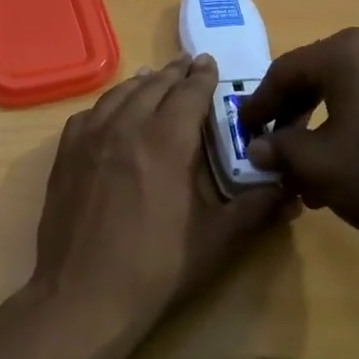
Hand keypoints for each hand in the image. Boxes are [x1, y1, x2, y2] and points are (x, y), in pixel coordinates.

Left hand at [32, 55, 291, 330]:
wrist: (83, 294)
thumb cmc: (156, 268)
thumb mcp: (216, 240)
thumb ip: (255, 209)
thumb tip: (293, 191)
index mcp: (167, 141)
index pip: (189, 93)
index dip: (202, 76)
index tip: (210, 63)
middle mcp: (126, 127)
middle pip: (154, 87)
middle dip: (174, 74)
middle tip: (188, 65)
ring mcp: (90, 139)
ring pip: (119, 96)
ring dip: (141, 84)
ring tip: (153, 78)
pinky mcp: (65, 156)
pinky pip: (88, 115)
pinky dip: (107, 104)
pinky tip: (111, 111)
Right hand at [238, 28, 358, 264]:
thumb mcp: (316, 164)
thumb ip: (279, 148)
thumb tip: (258, 148)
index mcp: (348, 52)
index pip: (286, 71)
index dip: (259, 103)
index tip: (243, 129)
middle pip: (320, 74)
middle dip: (292, 112)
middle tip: (275, 144)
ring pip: (353, 88)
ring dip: (324, 121)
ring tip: (312, 163)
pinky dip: (358, 120)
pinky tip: (351, 157)